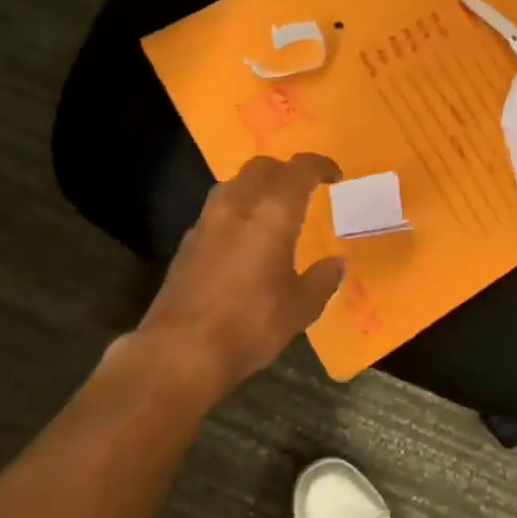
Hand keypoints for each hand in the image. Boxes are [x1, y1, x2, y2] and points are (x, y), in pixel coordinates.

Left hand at [128, 153, 346, 404]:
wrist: (180, 352)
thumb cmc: (250, 325)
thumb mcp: (300, 308)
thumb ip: (322, 280)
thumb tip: (336, 263)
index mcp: (273, 214)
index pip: (299, 169)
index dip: (320, 165)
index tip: (334, 176)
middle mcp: (238, 206)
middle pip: (262, 167)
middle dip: (286, 171)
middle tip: (303, 191)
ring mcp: (206, 222)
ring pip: (234, 184)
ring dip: (256, 187)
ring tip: (271, 211)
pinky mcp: (186, 243)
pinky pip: (216, 210)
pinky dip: (235, 212)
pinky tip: (242, 240)